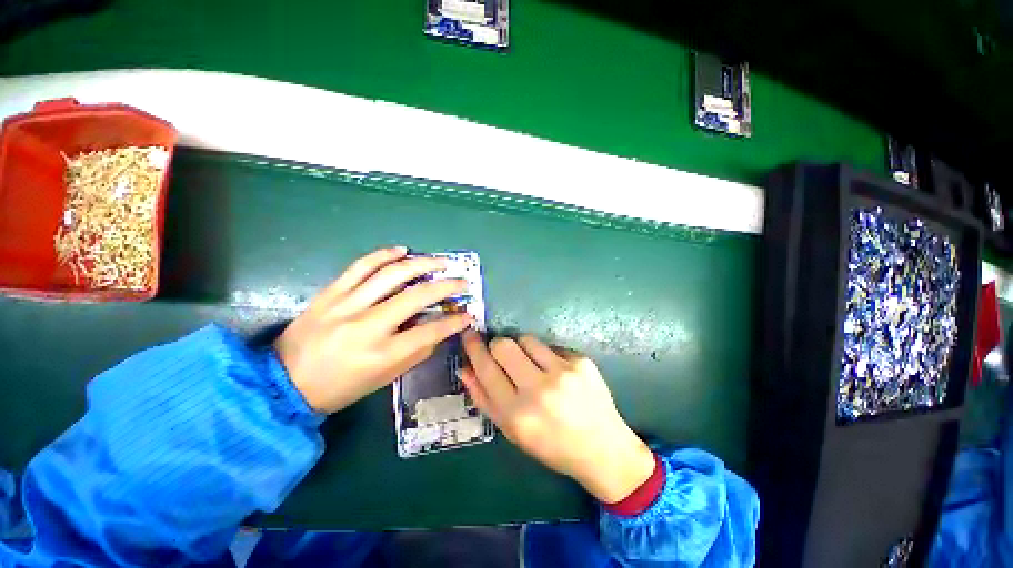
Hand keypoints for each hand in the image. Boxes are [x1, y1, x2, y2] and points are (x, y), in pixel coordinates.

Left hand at [275, 247, 472, 413]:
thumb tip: (438, 329)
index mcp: (382, 354)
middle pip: (417, 296)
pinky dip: (384, 254)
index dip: (454, 321)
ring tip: (440, 261)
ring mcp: (347, 305)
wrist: (283, 382)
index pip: (430, 331)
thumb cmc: (340, 387)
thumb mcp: (384, 378)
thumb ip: (415, 352)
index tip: (468, 314)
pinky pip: (361, 266)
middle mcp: (368, 326)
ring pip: (392, 274)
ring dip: (422, 263)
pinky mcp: (331, 293)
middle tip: (461, 281)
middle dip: (447, 286)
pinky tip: (403, 250)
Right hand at [460, 331, 655, 503]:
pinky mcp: (581, 361)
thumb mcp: (512, 431)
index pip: (486, 368)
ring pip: (527, 339)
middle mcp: (539, 389)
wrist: (602, 448)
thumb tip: (466, 368)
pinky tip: (557, 374)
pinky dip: (546, 356)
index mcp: (517, 413)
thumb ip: (484, 399)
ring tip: (533, 366)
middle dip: (498, 346)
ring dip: (522, 348)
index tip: (469, 335)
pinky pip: (550, 346)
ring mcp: (563, 372)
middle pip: (504, 345)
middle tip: (504, 356)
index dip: (474, 348)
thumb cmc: (551, 445)